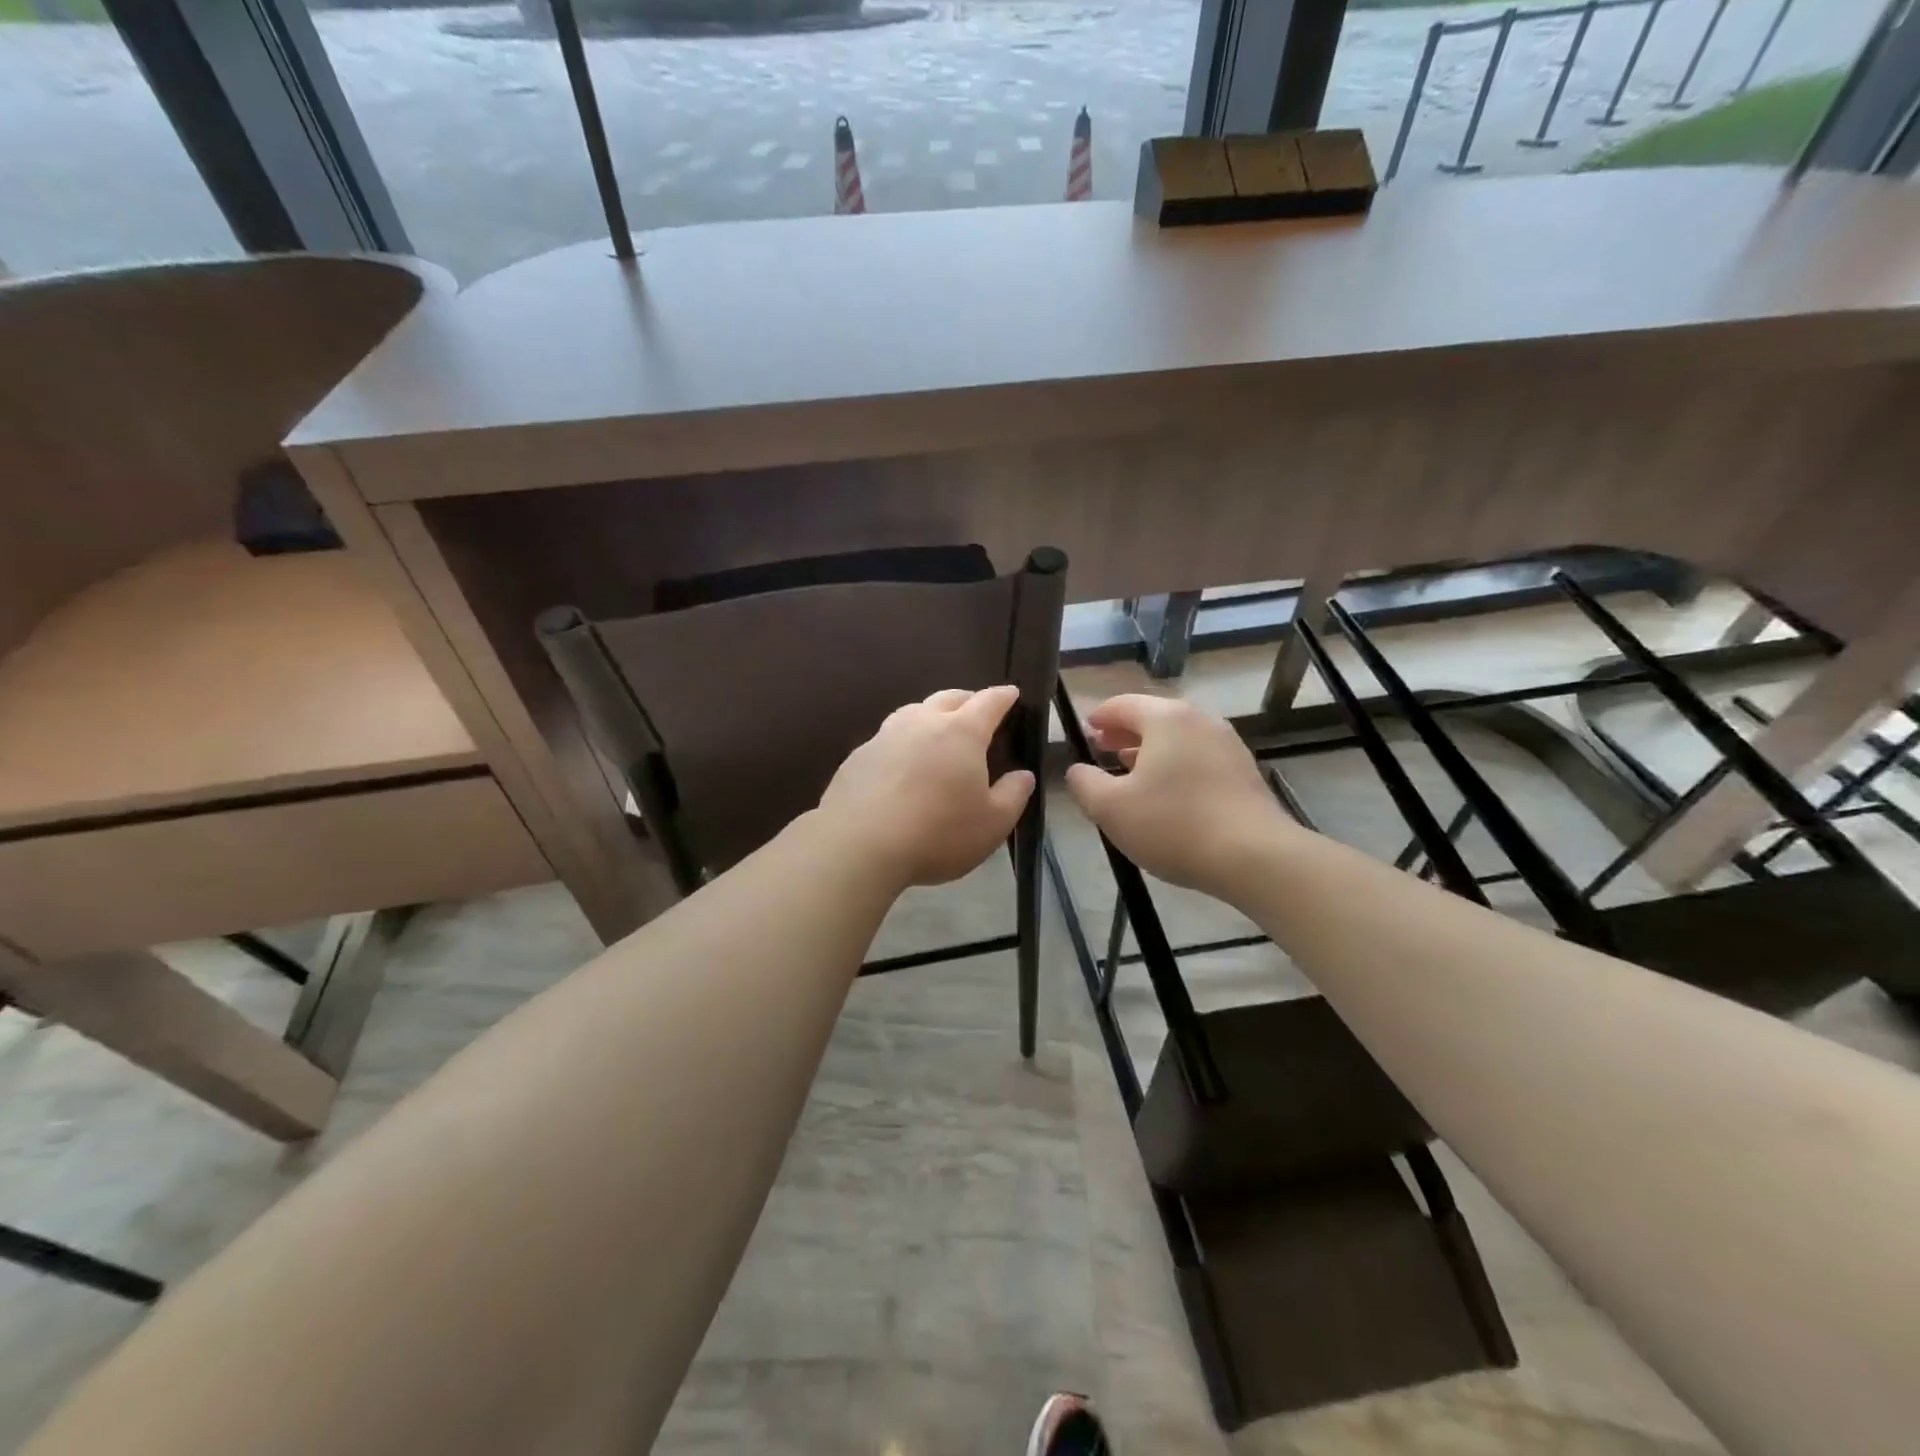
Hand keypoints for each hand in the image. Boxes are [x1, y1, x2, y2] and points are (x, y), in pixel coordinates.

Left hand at [818, 685, 1035, 887]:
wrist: (859, 844)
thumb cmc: (937, 833)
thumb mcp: (992, 824)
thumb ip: (1013, 795)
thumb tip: (1022, 775)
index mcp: (961, 732)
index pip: (989, 702)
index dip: (1004, 696)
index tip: (1011, 694)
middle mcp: (922, 722)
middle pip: (949, 698)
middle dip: (968, 700)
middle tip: (977, 711)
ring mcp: (885, 735)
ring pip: (913, 712)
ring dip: (931, 715)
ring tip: (937, 732)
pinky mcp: (858, 755)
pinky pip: (887, 738)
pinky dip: (902, 742)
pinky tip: (901, 765)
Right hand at [1064, 695, 1296, 893]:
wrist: (1254, 856)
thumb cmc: (1173, 824)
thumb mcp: (1110, 808)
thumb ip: (1084, 783)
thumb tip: (1077, 770)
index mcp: (1166, 718)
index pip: (1123, 704)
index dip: (1100, 716)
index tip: (1086, 729)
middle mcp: (1200, 720)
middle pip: (1154, 717)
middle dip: (1125, 732)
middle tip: (1103, 748)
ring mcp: (1227, 744)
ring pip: (1179, 738)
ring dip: (1151, 750)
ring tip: (1131, 770)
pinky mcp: (1244, 771)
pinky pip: (1199, 757)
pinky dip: (1176, 764)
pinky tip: (1168, 792)